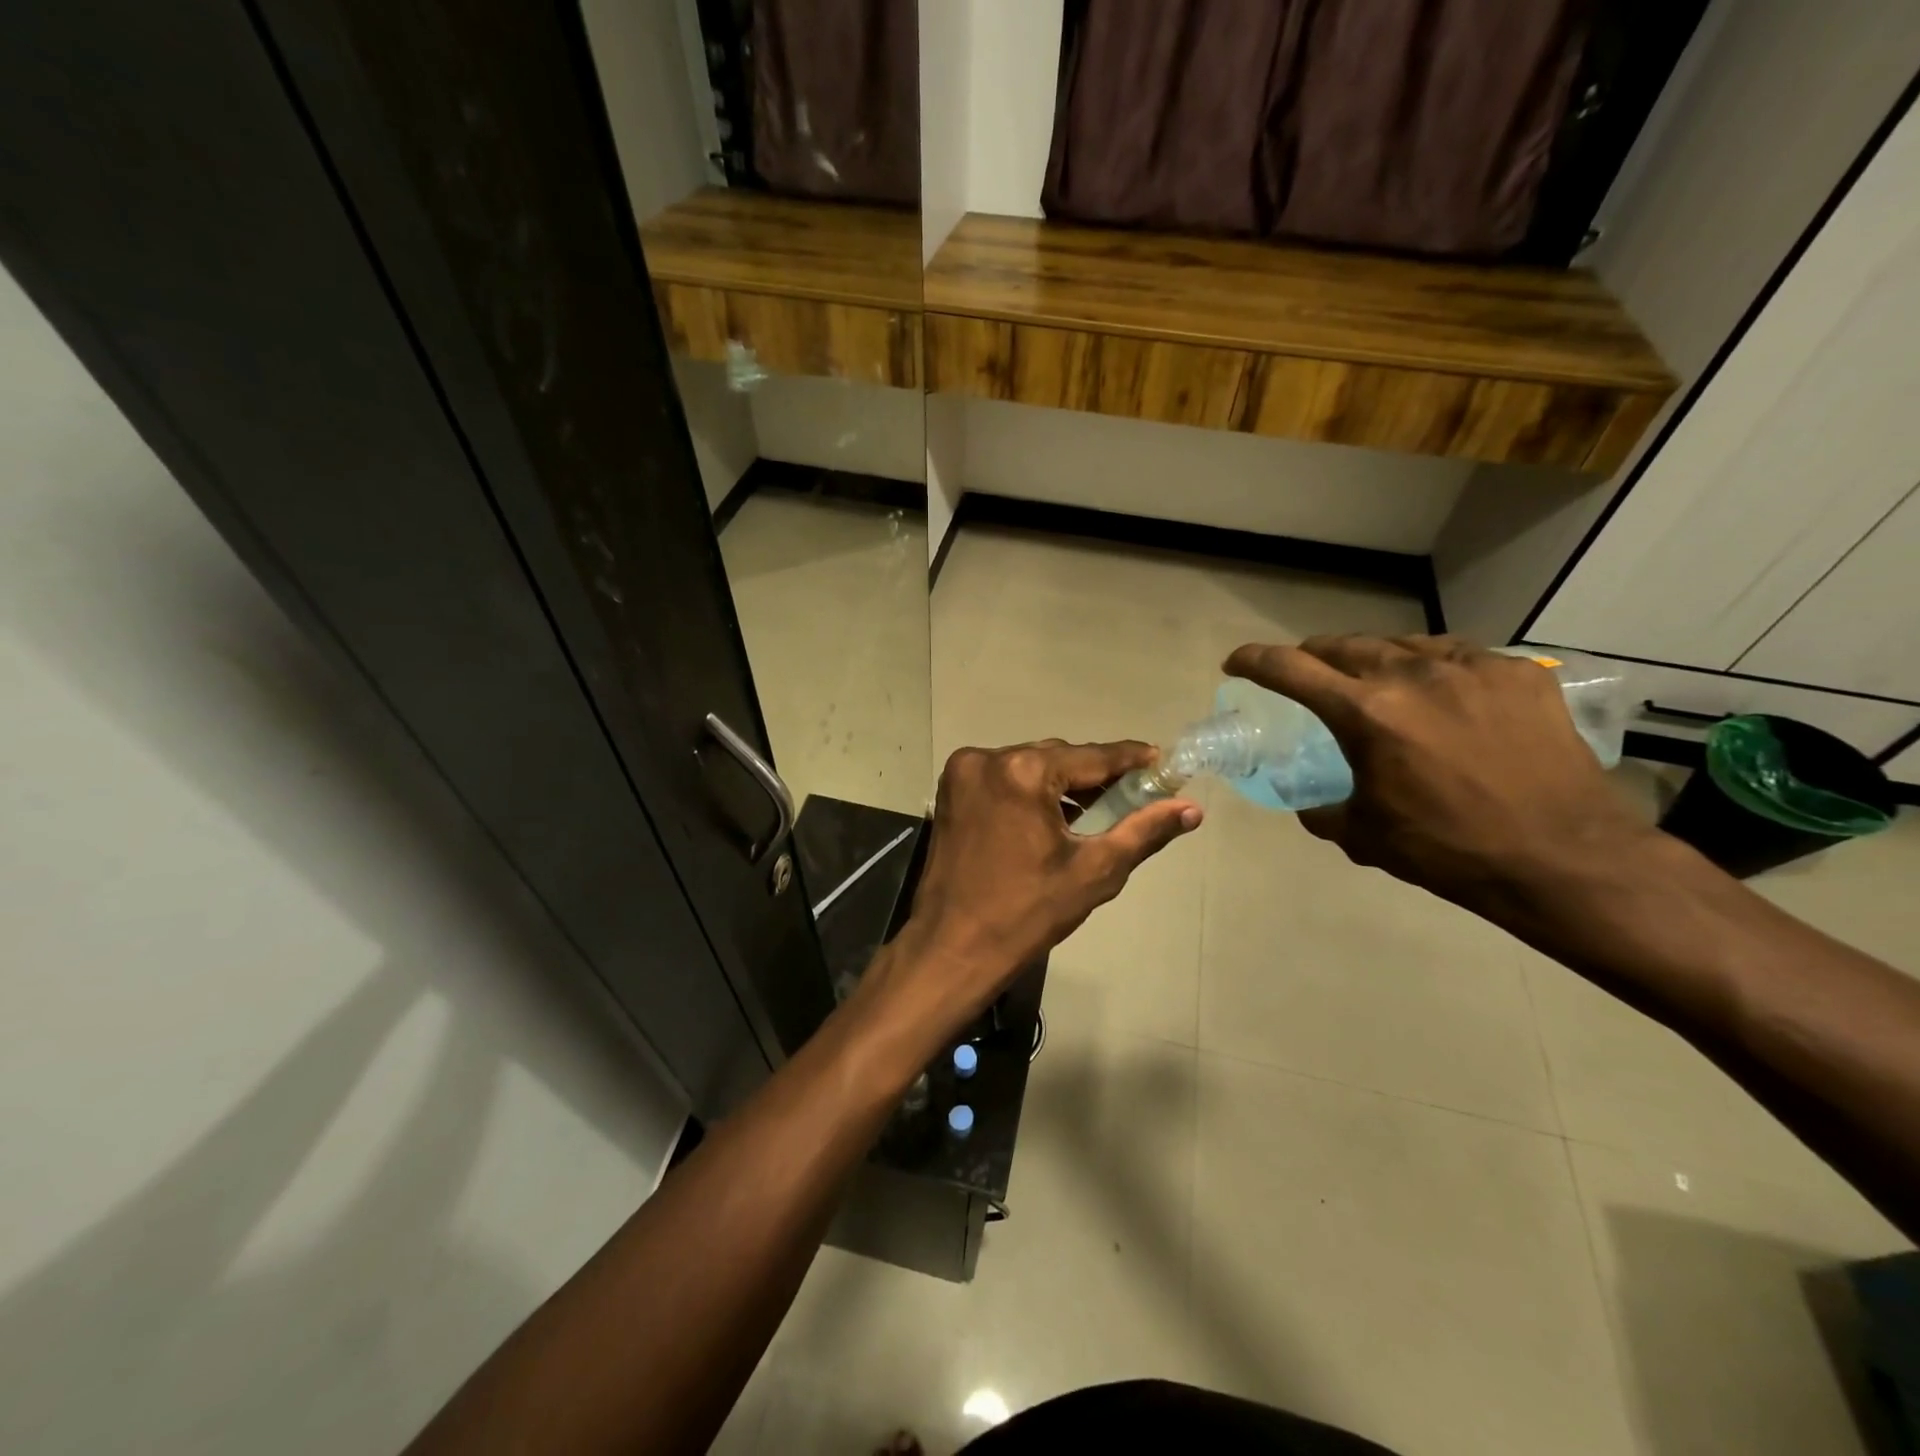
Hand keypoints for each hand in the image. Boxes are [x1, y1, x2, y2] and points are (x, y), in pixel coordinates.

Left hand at [870, 740, 1200, 1045]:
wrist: (953, 948)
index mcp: (1022, 772)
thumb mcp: (1095, 872)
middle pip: (1058, 756)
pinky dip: (1029, 789)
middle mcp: (987, 758)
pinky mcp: (950, 790)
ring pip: (1029, 764)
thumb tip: (1191, 810)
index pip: (1091, 756)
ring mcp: (963, 772)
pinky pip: (1003, 777)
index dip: (1130, 759)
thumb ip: (1143, 832)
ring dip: (1061, 783)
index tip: (1161, 760)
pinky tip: (1052, 816)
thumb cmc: (1027, 914)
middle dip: (1094, 775)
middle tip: (1132, 795)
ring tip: (1095, 810)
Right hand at [1223, 636, 1651, 910]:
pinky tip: (1437, 689)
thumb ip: (1322, 810)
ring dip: (1372, 658)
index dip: (1254, 660)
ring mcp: (1470, 668)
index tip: (1236, 662)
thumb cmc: (1448, 850)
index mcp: (1366, 713)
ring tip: (1371, 679)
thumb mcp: (1363, 835)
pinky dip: (1430, 666)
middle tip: (1305, 674)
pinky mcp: (1517, 674)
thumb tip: (1309, 802)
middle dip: (1312, 656)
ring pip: (1400, 644)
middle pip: (1343, 645)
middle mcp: (1412, 675)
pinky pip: (1457, 655)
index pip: (1290, 669)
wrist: (1563, 858)